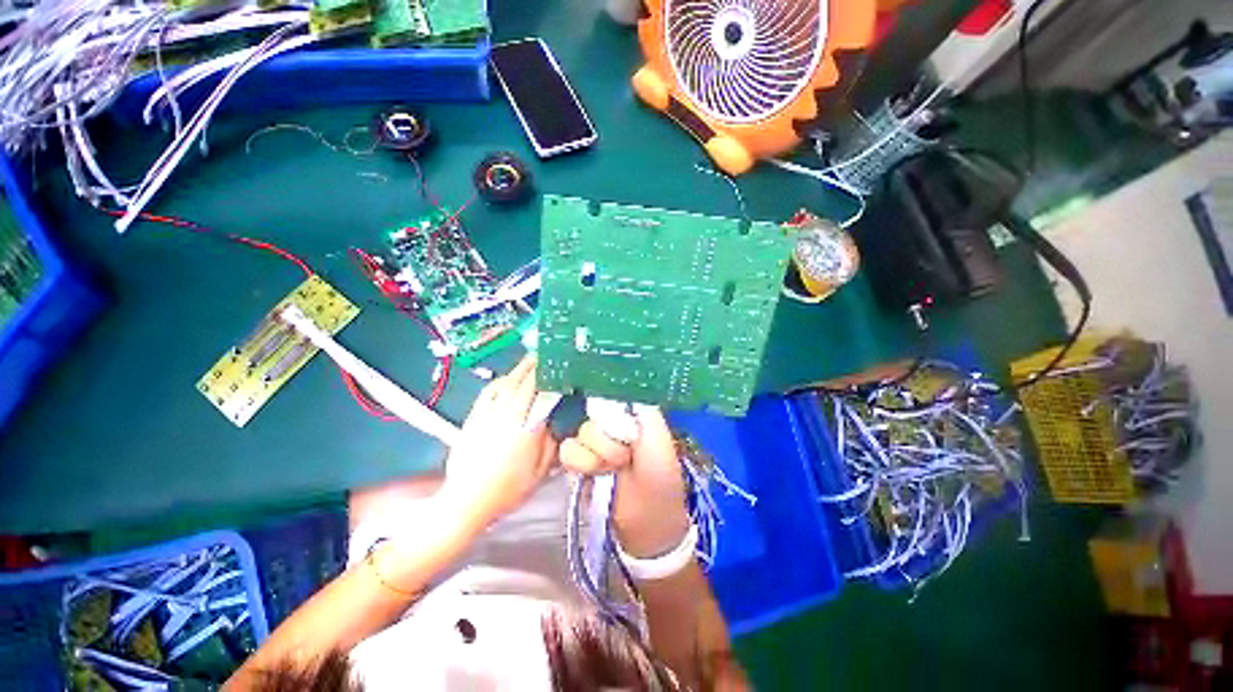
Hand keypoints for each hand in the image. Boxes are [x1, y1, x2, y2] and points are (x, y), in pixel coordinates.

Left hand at [438, 356, 556, 532]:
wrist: (466, 501)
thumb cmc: (507, 490)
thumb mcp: (540, 473)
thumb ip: (550, 445)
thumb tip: (554, 424)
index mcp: (526, 429)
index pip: (539, 395)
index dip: (548, 378)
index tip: (556, 368)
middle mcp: (506, 417)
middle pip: (521, 384)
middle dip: (533, 367)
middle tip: (543, 355)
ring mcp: (487, 416)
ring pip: (504, 385)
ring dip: (517, 371)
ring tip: (527, 362)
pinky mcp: (473, 419)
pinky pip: (486, 394)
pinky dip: (497, 383)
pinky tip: (503, 379)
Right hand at [560, 406, 691, 559]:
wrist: (646, 520)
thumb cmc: (659, 476)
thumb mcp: (658, 438)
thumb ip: (641, 410)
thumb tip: (616, 389)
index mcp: (630, 413)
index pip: (607, 392)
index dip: (608, 405)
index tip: (619, 425)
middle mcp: (609, 422)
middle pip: (590, 414)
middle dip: (607, 440)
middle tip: (625, 457)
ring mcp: (591, 441)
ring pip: (578, 433)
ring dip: (596, 455)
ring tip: (613, 469)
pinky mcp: (577, 461)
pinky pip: (566, 450)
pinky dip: (582, 464)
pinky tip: (597, 474)